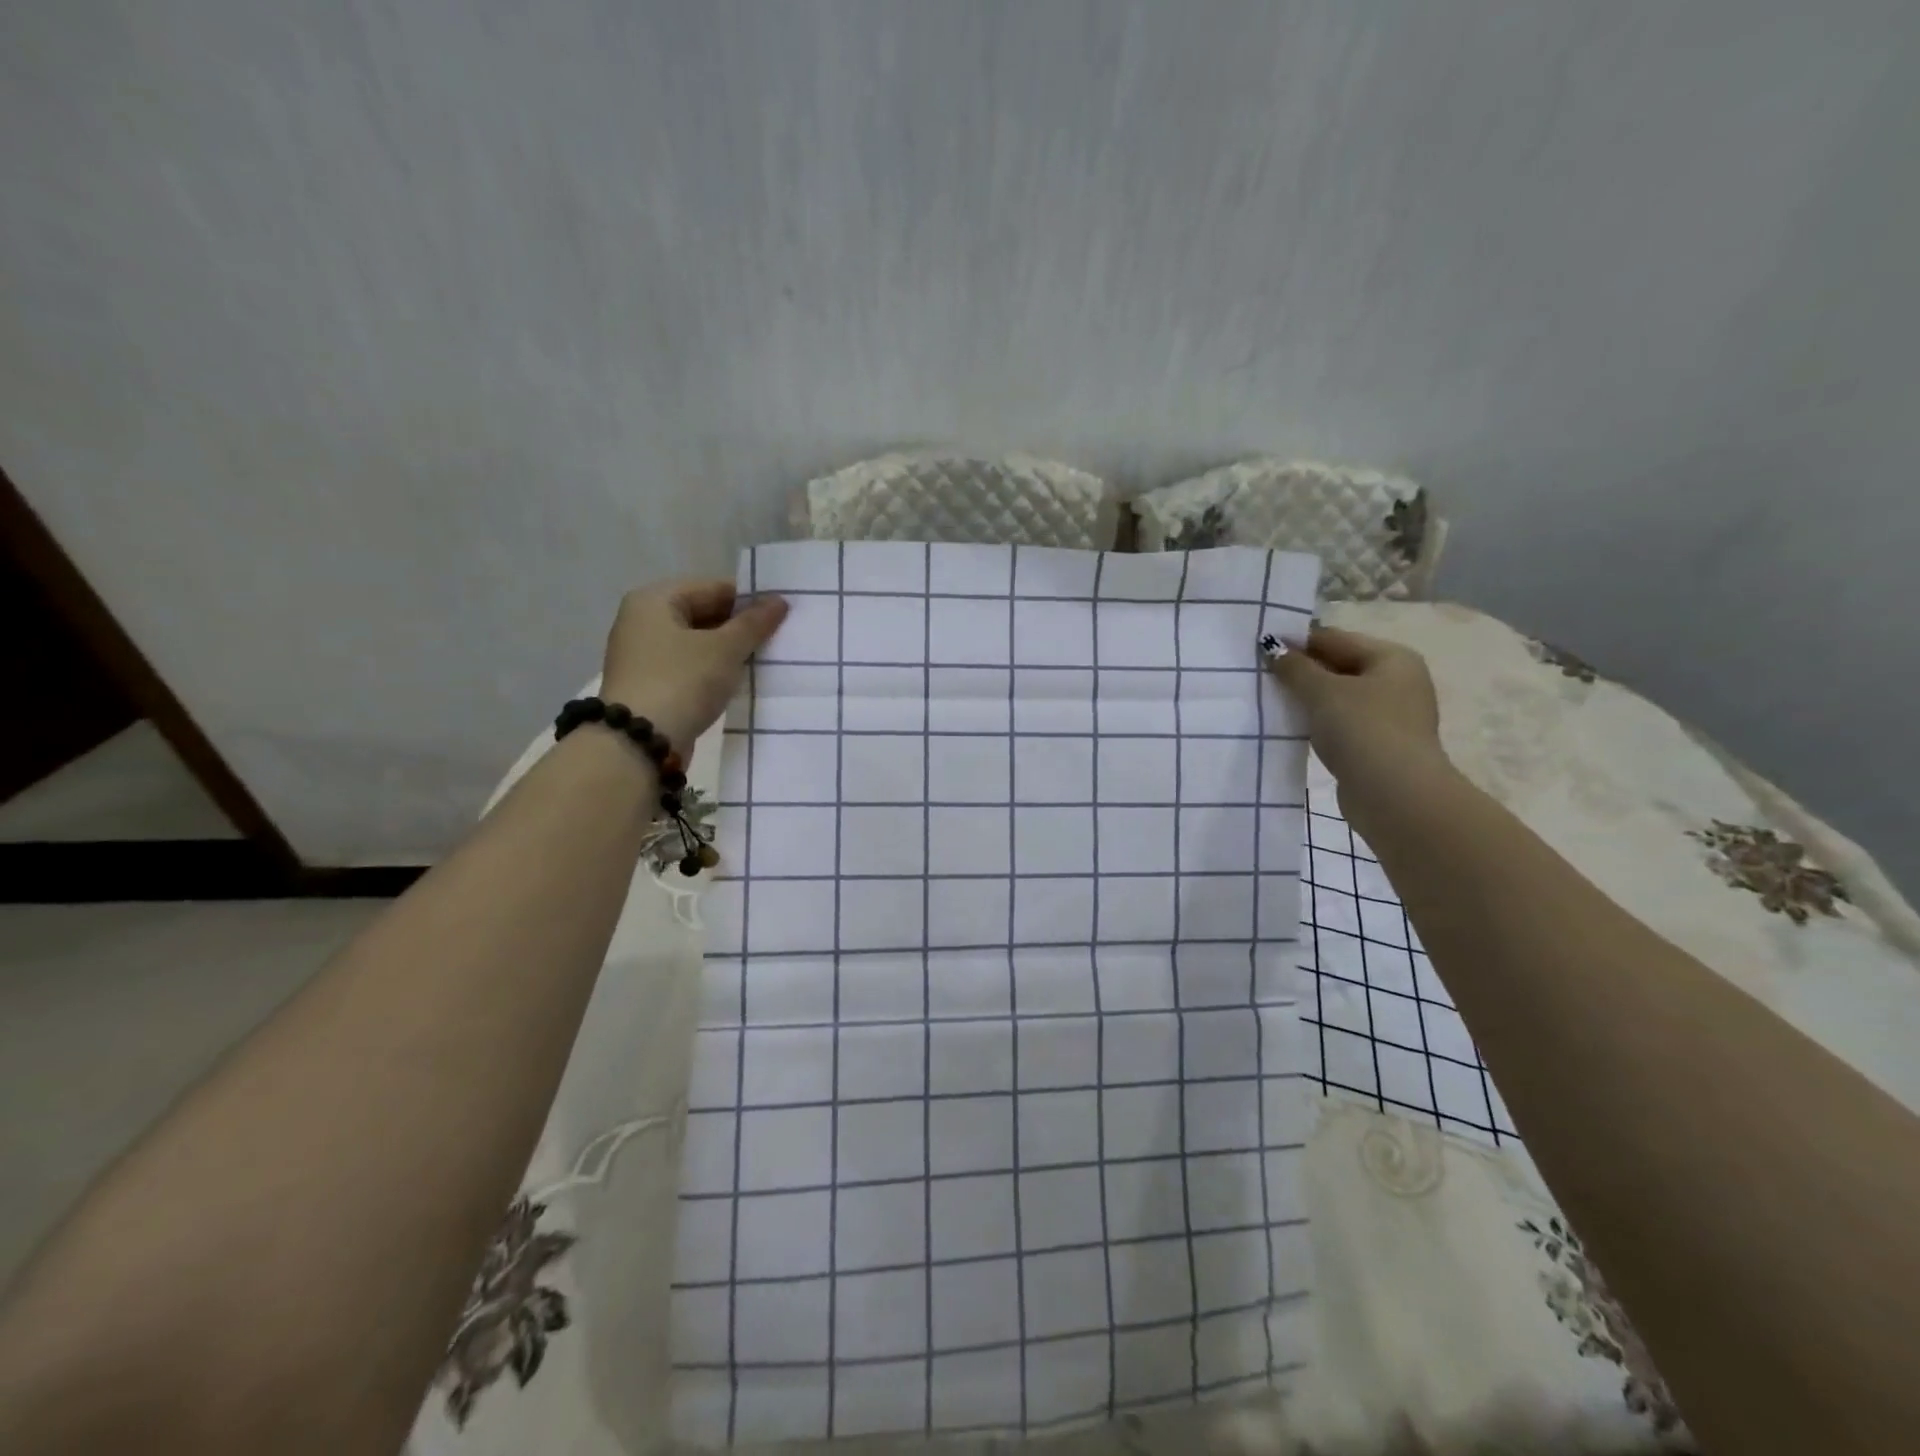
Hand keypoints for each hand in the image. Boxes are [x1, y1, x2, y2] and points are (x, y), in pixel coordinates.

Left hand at [599, 580, 788, 751]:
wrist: (639, 743)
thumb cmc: (681, 682)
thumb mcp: (725, 649)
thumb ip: (754, 623)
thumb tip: (780, 601)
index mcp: (654, 600)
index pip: (713, 588)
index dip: (750, 601)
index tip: (782, 617)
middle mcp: (643, 621)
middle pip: (703, 614)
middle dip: (739, 628)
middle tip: (777, 641)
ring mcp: (643, 655)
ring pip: (697, 644)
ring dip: (728, 653)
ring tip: (762, 662)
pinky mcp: (649, 685)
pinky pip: (689, 668)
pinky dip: (712, 672)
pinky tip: (736, 684)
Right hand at [1266, 624, 1451, 825]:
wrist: (1395, 795)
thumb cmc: (1363, 730)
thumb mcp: (1322, 692)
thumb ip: (1294, 667)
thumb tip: (1271, 646)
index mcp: (1391, 658)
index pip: (1334, 639)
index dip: (1296, 641)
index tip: (1258, 647)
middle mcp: (1396, 681)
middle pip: (1338, 666)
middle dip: (1300, 670)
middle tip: (1257, 673)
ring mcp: (1389, 715)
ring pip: (1337, 696)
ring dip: (1306, 698)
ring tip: (1268, 699)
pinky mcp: (1377, 744)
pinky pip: (1340, 723)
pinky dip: (1316, 721)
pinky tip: (1290, 726)